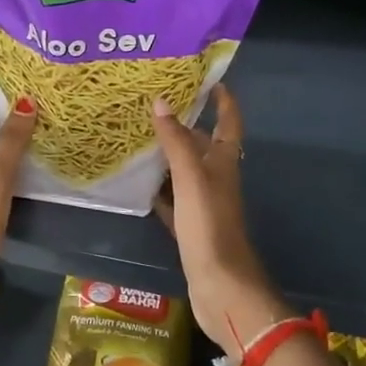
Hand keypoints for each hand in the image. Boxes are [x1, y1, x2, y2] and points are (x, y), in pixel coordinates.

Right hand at [151, 88, 289, 361]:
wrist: (220, 285)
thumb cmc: (210, 226)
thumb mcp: (192, 178)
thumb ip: (177, 142)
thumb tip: (162, 102)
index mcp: (225, 163)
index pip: (228, 123)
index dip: (223, 101)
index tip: (209, 79)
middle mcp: (217, 179)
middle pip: (202, 145)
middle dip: (184, 125)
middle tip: (153, 105)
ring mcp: (204, 205)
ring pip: (184, 172)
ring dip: (167, 156)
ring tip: (137, 137)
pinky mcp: (190, 227)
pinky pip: (171, 200)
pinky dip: (158, 190)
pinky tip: (138, 184)